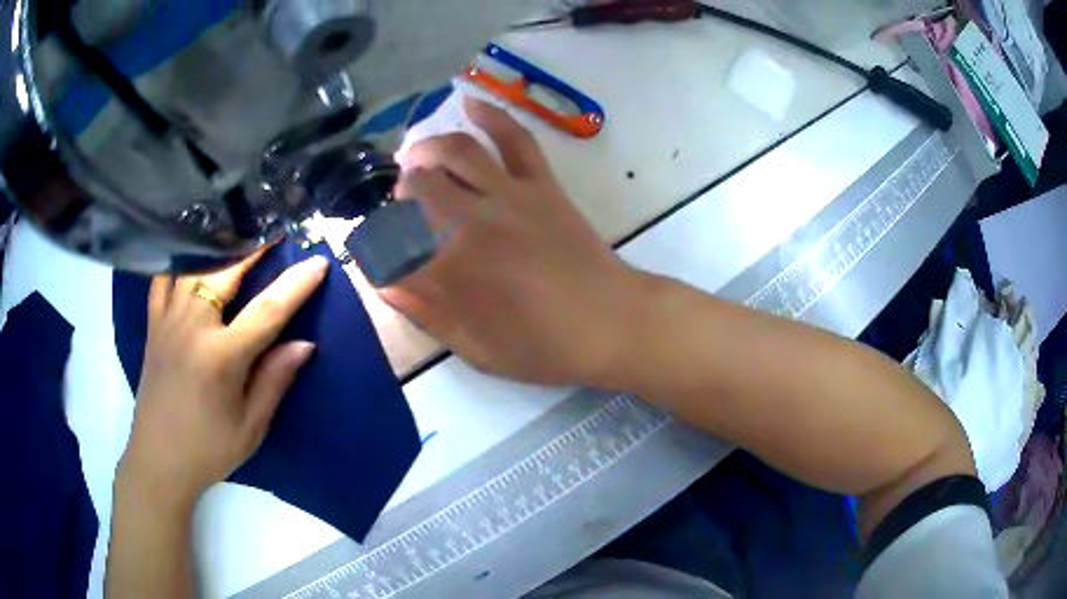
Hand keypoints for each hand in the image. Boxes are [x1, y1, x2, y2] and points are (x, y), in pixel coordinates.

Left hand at [117, 251, 328, 513]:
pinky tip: (191, 260)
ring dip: (219, 251)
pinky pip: (163, 281)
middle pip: (225, 272)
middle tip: (276, 233)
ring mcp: (167, 322)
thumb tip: (304, 345)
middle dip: (254, 248)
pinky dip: (179, 264)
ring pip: (193, 268)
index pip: (267, 311)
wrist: (158, 461)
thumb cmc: (208, 450)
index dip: (296, 285)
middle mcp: (192, 328)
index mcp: (220, 357)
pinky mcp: (153, 326)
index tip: (318, 263)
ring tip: (238, 239)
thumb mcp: (250, 427)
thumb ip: (275, 380)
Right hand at [380, 99, 644, 386]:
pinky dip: (491, 115)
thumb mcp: (477, 348)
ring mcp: (510, 195)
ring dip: (427, 149)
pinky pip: (515, 139)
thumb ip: (426, 312)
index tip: (375, 250)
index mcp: (453, 269)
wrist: (612, 323)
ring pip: (457, 152)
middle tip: (399, 203)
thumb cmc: (545, 347)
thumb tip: (385, 282)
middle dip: (398, 192)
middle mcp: (473, 221)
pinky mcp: (541, 184)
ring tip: (414, 156)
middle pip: (418, 188)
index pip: (393, 242)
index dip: (376, 243)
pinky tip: (470, 103)